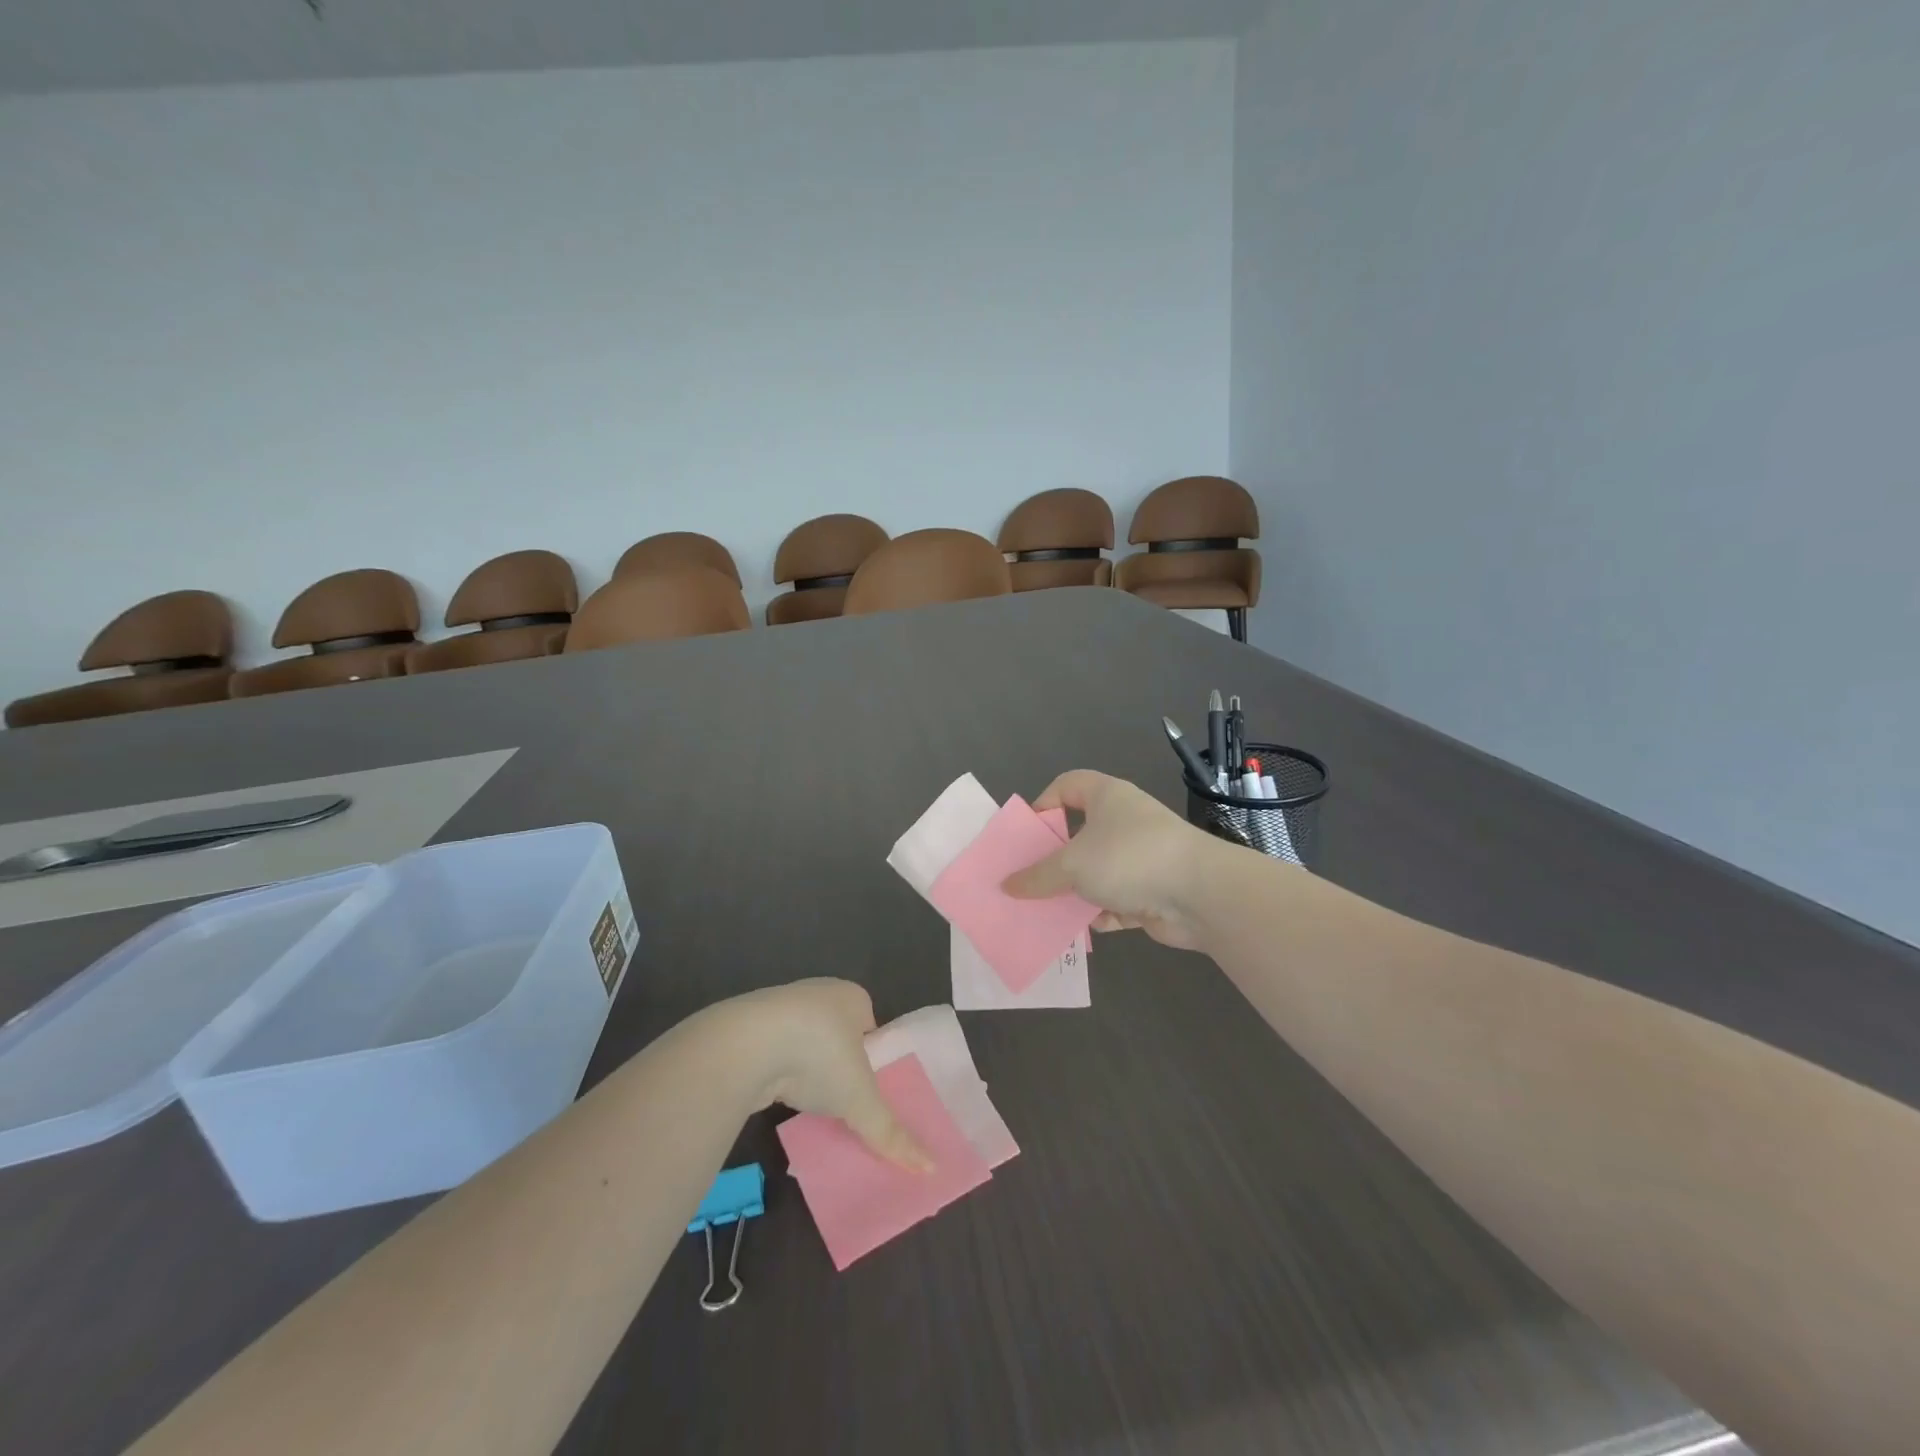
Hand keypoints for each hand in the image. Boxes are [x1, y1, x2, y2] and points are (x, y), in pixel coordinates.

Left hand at [715, 979, 930, 1170]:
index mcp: (852, 996)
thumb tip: (930, 1169)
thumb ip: (890, 1132)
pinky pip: (776, 1049)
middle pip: (839, 1033)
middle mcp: (819, 993)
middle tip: (844, 1099)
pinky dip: (780, 1070)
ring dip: (807, 1067)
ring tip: (811, 1102)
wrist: (747, 1044)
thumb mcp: (860, 1099)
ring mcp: (782, 1006)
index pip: (871, 1026)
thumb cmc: (818, 1055)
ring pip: (805, 1041)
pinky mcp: (752, 1025)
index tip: (869, 1088)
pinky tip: (779, 1094)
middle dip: (840, 1062)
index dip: (873, 1056)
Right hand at [1002, 770, 1220, 949]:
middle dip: (1054, 859)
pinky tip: (1080, 929)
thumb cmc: (1129, 858)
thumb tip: (1007, 885)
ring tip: (1045, 910)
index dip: (1043, 804)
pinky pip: (1116, 901)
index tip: (1027, 835)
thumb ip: (1037, 876)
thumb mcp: (1072, 864)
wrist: (1201, 895)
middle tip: (1028, 878)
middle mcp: (1124, 822)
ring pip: (1096, 872)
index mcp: (1107, 796)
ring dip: (1074, 892)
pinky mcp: (1152, 892)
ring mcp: (1140, 858)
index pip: (1067, 785)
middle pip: (1079, 834)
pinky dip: (1099, 914)